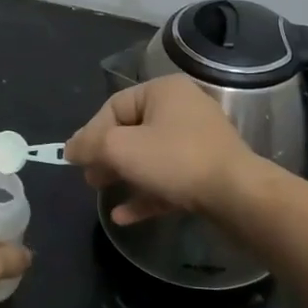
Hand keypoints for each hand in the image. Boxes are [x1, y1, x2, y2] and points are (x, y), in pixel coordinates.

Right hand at [65, 75, 254, 223]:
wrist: (237, 196)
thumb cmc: (174, 160)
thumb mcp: (120, 148)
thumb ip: (89, 145)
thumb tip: (70, 149)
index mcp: (163, 91)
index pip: (113, 107)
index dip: (90, 133)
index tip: (76, 160)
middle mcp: (182, 109)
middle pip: (131, 131)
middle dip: (105, 156)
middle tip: (89, 178)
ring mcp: (197, 142)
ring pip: (148, 157)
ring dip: (122, 175)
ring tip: (101, 193)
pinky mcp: (206, 172)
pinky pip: (167, 179)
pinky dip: (145, 193)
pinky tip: (124, 216)